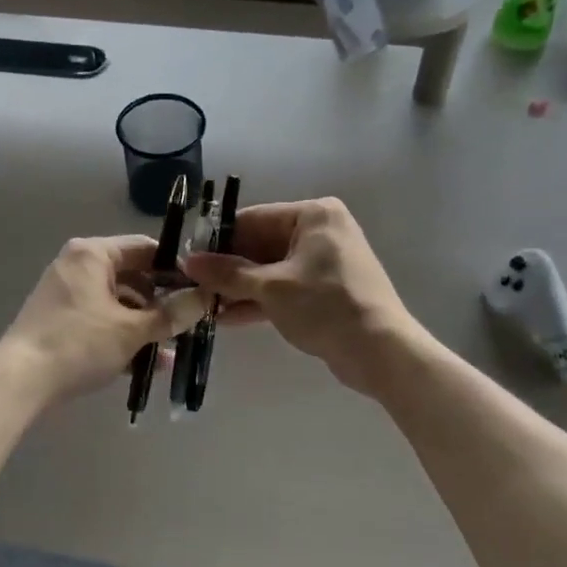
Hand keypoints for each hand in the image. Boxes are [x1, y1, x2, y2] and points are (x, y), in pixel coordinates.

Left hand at [0, 236, 203, 403]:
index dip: (176, 269)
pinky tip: (146, 365)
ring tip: (171, 352)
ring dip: (145, 325)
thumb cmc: (78, 344)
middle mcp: (77, 265)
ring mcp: (66, 293)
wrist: (20, 381)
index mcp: (93, 254)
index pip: (146, 248)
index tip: (199, 292)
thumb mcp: (132, 330)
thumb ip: (171, 314)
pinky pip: (100, 319)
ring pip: (118, 302)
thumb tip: (206, 298)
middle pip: (133, 276)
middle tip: (189, 325)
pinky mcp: (59, 319)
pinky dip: (122, 336)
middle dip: (161, 304)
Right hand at [181, 198, 420, 397]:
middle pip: (260, 244)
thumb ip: (228, 273)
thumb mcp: (271, 287)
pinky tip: (225, 318)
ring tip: (202, 305)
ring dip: (238, 288)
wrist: (379, 351)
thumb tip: (187, 261)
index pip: (252, 219)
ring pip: (269, 269)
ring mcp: (323, 263)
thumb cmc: (325, 306)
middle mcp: (319, 231)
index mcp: (313, 215)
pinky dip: (258, 301)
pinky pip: (282, 289)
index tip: (186, 260)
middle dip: (227, 269)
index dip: (217, 241)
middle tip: (190, 286)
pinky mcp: (323, 292)